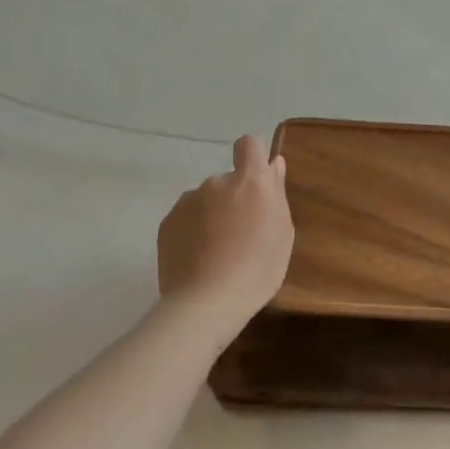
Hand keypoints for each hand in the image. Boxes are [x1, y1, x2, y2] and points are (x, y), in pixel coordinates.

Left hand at [157, 134, 293, 333]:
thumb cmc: (257, 268)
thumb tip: (274, 164)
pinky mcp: (167, 223)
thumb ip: (277, 192)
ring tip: (217, 251)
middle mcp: (216, 182)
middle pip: (228, 180)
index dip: (253, 157)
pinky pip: (186, 218)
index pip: (249, 145)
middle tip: (241, 234)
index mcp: (249, 181)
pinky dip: (192, 231)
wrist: (205, 303)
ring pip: (205, 200)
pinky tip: (198, 259)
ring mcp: (187, 202)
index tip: (257, 183)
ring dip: (212, 214)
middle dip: (234, 198)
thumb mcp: (282, 232)